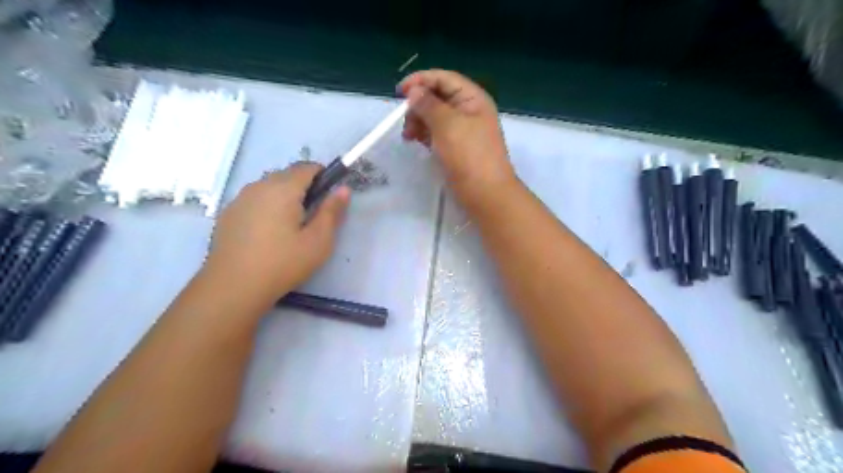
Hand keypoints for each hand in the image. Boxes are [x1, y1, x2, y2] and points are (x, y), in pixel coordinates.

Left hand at [203, 163, 348, 302]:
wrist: (233, 287)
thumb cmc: (283, 263)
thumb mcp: (318, 241)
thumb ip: (332, 211)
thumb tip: (343, 189)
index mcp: (283, 189)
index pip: (307, 167)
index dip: (323, 176)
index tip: (329, 197)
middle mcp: (259, 186)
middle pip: (287, 175)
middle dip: (303, 187)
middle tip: (312, 216)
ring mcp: (239, 199)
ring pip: (269, 187)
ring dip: (284, 197)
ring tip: (289, 226)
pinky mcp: (228, 213)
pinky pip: (254, 200)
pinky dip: (266, 207)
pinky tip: (267, 234)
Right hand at [400, 70, 516, 199]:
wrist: (485, 194)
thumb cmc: (469, 156)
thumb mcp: (447, 125)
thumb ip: (428, 105)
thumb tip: (414, 91)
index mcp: (473, 98)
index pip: (444, 79)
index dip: (421, 80)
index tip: (399, 92)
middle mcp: (469, 110)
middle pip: (438, 97)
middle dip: (418, 105)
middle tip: (404, 120)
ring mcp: (463, 130)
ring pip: (435, 116)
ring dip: (419, 121)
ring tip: (408, 136)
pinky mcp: (456, 148)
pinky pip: (437, 133)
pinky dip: (424, 134)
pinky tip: (415, 141)